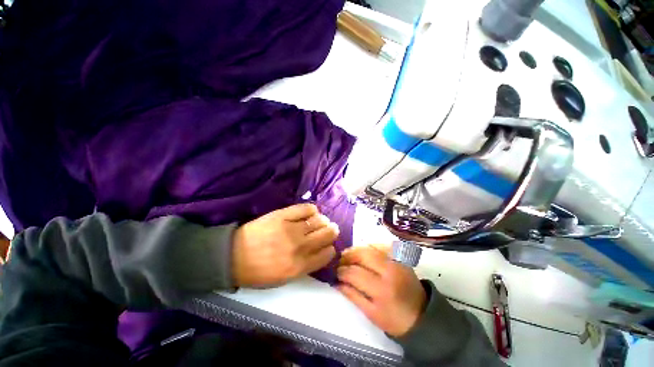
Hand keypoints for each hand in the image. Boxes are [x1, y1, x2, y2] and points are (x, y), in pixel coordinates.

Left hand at [232, 203, 338, 287]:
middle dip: (332, 231)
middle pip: (327, 235)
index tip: (328, 246)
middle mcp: (299, 247)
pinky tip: (311, 212)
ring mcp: (291, 229)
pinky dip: (312, 210)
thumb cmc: (258, 271)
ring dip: (323, 221)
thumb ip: (304, 267)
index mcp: (299, 267)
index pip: (327, 254)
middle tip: (330, 229)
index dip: (330, 249)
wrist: (233, 256)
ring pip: (319, 221)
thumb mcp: (283, 279)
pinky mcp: (283, 215)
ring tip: (321, 221)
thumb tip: (319, 252)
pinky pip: (306, 209)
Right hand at [337, 246, 426, 336]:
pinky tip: (363, 251)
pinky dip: (370, 245)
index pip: (355, 273)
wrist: (422, 315)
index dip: (342, 271)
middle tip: (340, 260)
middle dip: (348, 256)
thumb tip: (336, 282)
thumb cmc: (395, 319)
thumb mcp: (371, 314)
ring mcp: (397, 261)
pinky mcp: (401, 257)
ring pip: (371, 247)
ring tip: (349, 254)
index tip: (336, 272)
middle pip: (363, 255)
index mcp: (381, 289)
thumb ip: (352, 296)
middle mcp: (389, 271)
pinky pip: (382, 245)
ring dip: (357, 249)